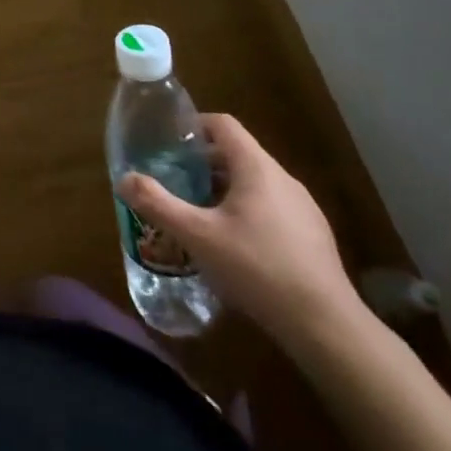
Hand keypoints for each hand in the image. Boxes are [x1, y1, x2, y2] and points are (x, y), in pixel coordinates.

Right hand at [119, 113, 362, 350]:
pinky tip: (235, 247)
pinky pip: (273, 208)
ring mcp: (303, 208)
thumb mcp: (197, 235)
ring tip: (199, 214)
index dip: (194, 125)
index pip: (223, 124)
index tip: (170, 141)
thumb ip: (158, 204)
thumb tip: (124, 178)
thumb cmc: (256, 268)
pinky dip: (248, 212)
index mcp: (256, 167)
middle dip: (204, 163)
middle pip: (238, 154)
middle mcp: (283, 178)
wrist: (326, 326)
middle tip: (175, 180)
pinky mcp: (313, 236)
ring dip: (225, 190)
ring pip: (256, 183)